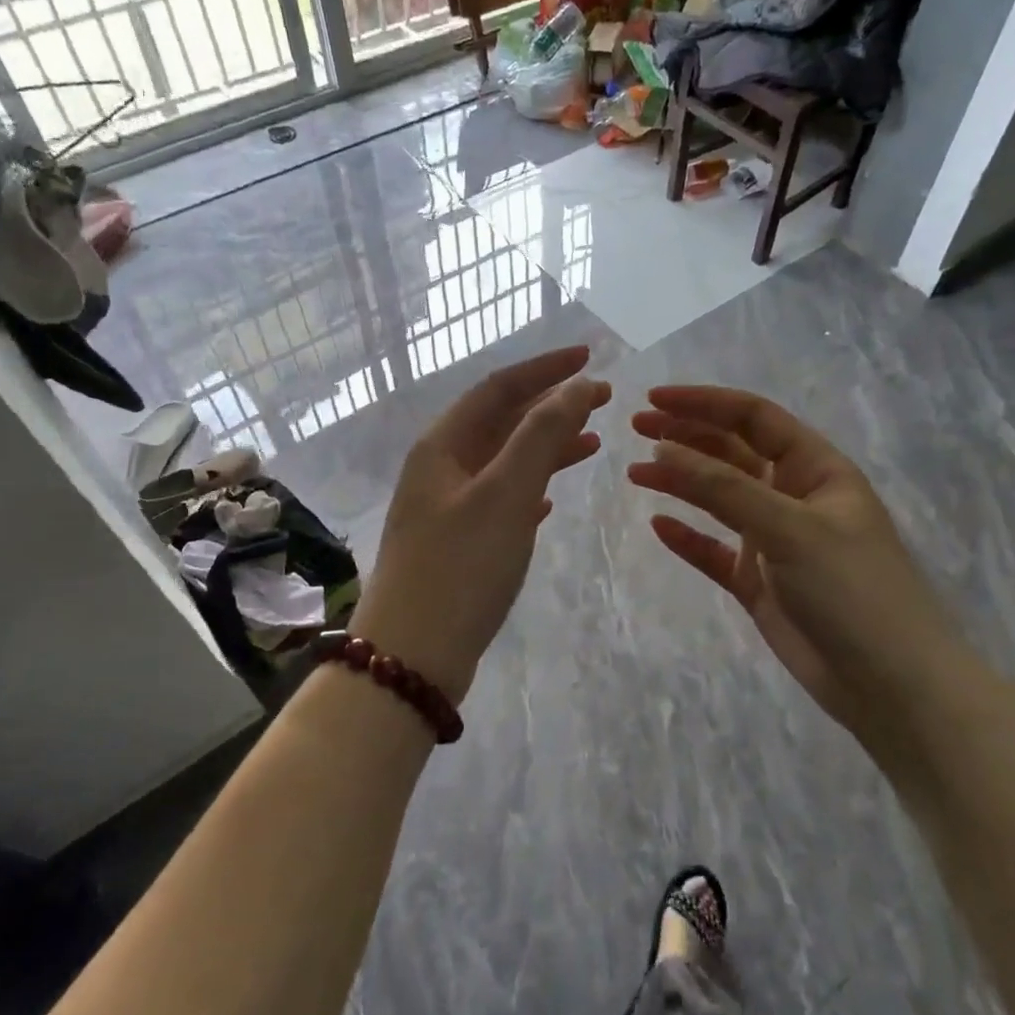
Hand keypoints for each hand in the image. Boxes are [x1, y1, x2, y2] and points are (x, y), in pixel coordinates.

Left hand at [350, 347, 611, 702]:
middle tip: (601, 398)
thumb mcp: (506, 494)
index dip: (545, 369)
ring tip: (592, 442)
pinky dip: (529, 490)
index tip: (589, 358)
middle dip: (550, 406)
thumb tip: (575, 387)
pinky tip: (550, 500)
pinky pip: (500, 500)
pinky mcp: (457, 544)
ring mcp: (446, 508)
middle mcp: (440, 469)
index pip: (498, 388)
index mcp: (443, 446)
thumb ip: (541, 436)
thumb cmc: (460, 566)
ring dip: (545, 447)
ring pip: (503, 462)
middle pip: (500, 422)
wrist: (413, 656)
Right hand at [628, 386, 958, 739]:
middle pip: (732, 453)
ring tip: (636, 472)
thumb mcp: (789, 528)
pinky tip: (659, 526)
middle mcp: (794, 497)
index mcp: (816, 469)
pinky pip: (715, 550)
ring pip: (719, 499)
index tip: (654, 400)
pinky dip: (689, 537)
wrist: (891, 685)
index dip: (704, 403)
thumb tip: (662, 449)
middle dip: (686, 436)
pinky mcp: (760, 582)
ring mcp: (776, 541)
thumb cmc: (851, 590)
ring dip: (681, 482)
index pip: (754, 419)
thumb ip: (723, 488)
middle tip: (636, 429)